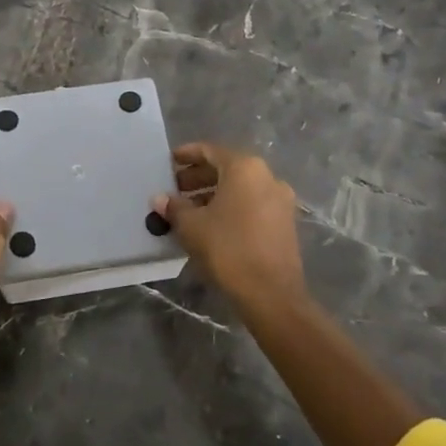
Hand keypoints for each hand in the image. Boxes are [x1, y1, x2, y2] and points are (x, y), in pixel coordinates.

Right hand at [153, 143, 305, 310]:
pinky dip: (232, 206)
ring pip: (241, 187)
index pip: (210, 151)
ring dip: (214, 193)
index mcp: (244, 168)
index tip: (169, 162)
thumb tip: (160, 199)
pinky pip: (252, 203)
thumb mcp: (192, 226)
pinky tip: (212, 224)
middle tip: (175, 189)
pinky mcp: (285, 222)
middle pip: (227, 168)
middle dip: (199, 177)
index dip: (187, 155)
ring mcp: (280, 200)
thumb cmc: (228, 249)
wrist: (271, 294)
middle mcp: (267, 176)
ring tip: (189, 209)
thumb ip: (174, 207)